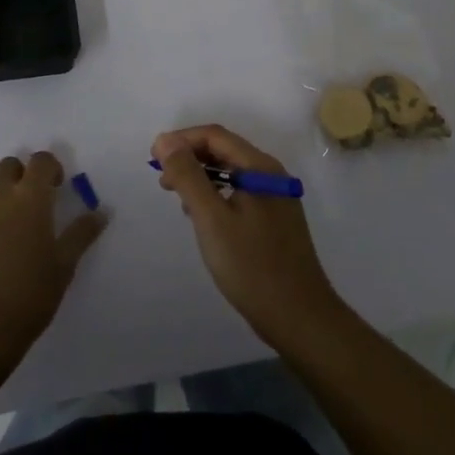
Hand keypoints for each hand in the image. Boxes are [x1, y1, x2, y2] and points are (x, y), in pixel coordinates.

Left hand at [0, 151, 105, 361]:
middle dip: (21, 177)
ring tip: (7, 242)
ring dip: (0, 204)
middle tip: (31, 208)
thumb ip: (82, 233)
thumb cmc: (29, 296)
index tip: (56, 189)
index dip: (50, 169)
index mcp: (30, 198)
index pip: (41, 161)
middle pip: (9, 167)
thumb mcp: (63, 266)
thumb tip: (102, 212)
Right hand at [153, 125, 346, 352]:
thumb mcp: (211, 218)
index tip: (154, 158)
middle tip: (163, 180)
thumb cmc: (252, 266)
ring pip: (231, 173)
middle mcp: (270, 175)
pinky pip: (239, 193)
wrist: (300, 318)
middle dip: (190, 158)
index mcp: (260, 167)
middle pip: (224, 150)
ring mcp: (275, 198)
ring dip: (201, 177)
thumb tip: (164, 141)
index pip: (215, 136)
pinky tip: (203, 218)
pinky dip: (216, 195)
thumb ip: (188, 176)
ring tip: (178, 199)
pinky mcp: (274, 221)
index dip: (181, 140)